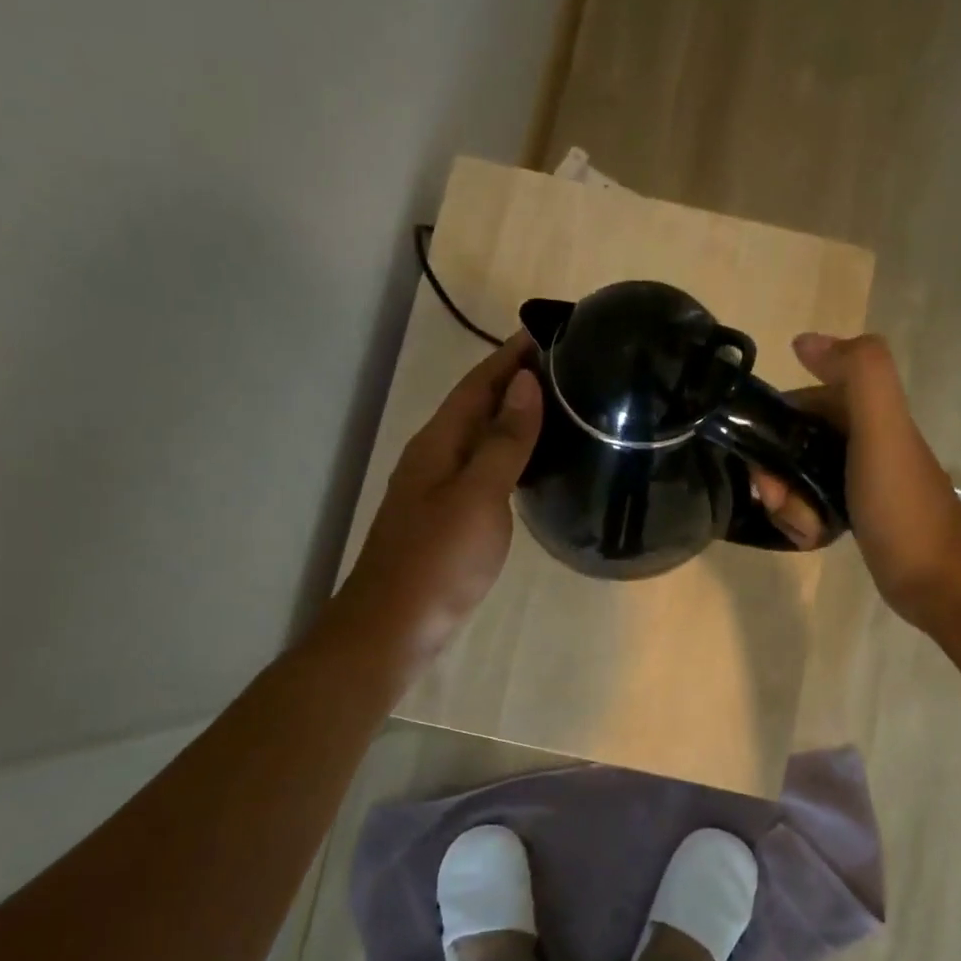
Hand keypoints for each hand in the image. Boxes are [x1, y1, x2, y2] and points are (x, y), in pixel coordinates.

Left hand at [337, 332, 542, 662]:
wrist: (394, 628)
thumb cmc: (438, 559)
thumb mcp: (478, 495)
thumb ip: (503, 440)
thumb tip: (525, 383)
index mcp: (439, 443)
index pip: (478, 384)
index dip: (510, 356)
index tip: (548, 333)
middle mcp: (435, 458)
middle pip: (476, 407)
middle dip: (514, 382)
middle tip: (566, 369)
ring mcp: (438, 490)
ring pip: (479, 439)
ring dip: (512, 418)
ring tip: (558, 407)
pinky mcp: (447, 519)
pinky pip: (483, 470)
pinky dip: (509, 456)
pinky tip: (531, 465)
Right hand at [749, 332, 960, 618]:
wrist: (939, 580)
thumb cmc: (903, 505)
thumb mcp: (883, 431)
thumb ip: (859, 374)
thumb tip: (804, 340)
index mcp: (865, 412)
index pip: (795, 405)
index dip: (769, 430)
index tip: (763, 466)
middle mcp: (858, 439)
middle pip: (789, 446)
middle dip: (775, 475)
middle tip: (781, 503)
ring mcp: (855, 478)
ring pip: (794, 479)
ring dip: (786, 503)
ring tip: (804, 527)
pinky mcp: (852, 513)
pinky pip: (807, 506)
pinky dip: (800, 522)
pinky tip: (813, 539)